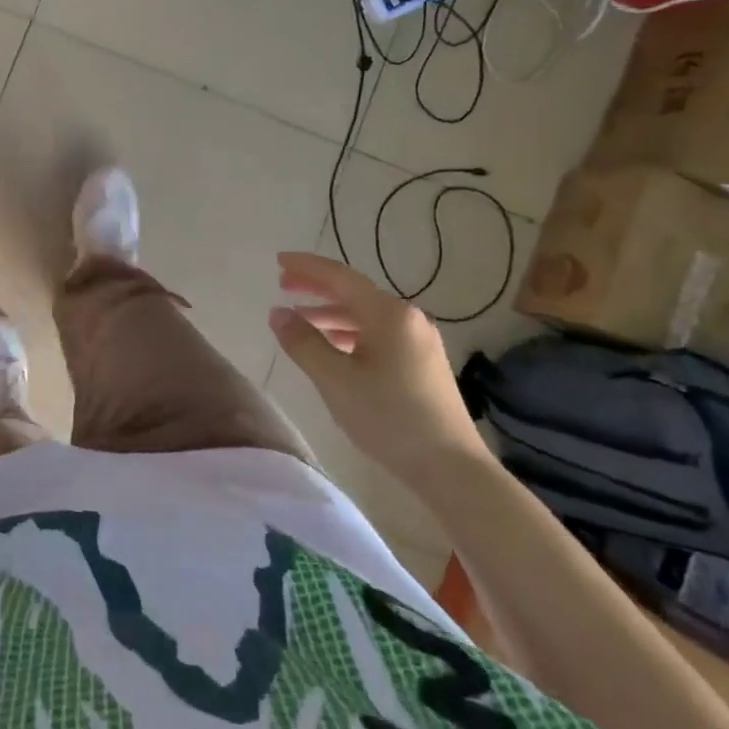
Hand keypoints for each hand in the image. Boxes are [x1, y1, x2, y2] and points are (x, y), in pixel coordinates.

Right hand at [270, 252, 494, 487]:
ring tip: (300, 318)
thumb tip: (278, 313)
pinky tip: (333, 347)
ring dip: (331, 313)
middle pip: (354, 293)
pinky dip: (349, 333)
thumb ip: (303, 343)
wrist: (451, 467)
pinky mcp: (422, 363)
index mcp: (388, 315)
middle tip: (283, 283)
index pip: (340, 278)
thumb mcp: (335, 380)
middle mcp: (407, 319)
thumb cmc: (389, 418)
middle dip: (317, 287)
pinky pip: (378, 334)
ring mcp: (419, 341)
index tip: (278, 260)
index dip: (307, 267)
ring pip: (366, 316)